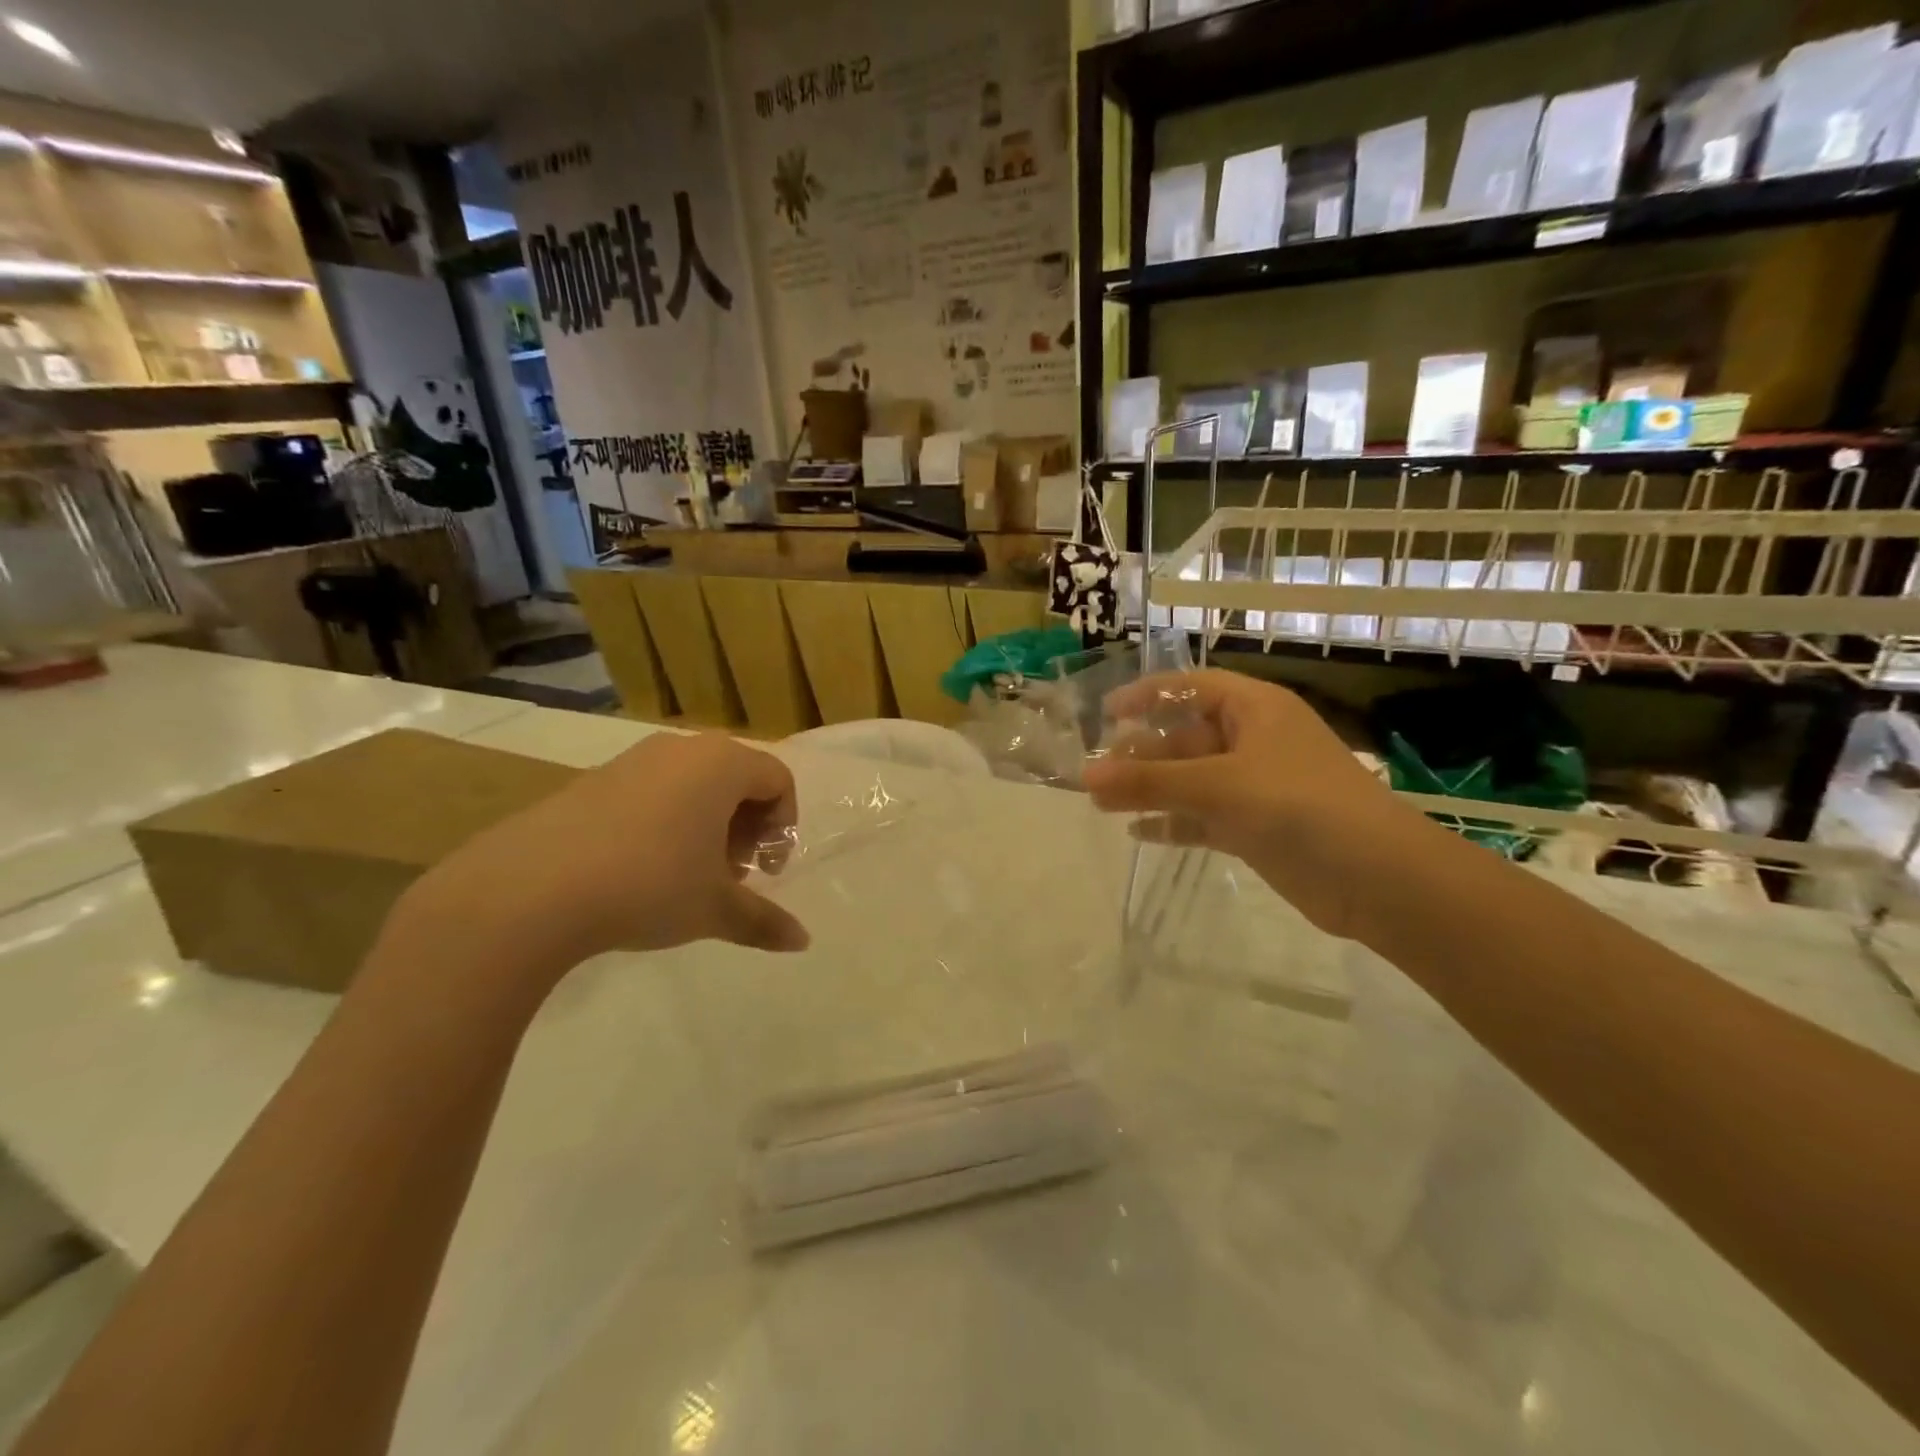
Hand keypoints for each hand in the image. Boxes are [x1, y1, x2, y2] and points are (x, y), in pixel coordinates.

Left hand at [401, 732, 808, 976]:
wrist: (530, 890)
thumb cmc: (649, 885)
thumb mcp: (715, 908)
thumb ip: (764, 921)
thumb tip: (802, 941)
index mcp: (721, 764)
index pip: (777, 779)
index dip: (783, 826)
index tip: (766, 871)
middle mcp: (681, 749)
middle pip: (736, 778)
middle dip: (746, 827)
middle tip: (733, 875)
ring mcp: (632, 760)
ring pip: (692, 784)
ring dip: (707, 826)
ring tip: (690, 876)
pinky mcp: (592, 779)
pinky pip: (651, 790)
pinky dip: (666, 822)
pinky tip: (643, 869)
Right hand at [1082, 670, 1427, 937]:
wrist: (1377, 879)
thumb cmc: (1299, 807)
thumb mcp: (1218, 786)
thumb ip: (1149, 782)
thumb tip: (1085, 778)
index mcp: (1255, 710)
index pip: (1191, 688)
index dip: (1147, 696)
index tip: (1105, 715)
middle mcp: (1254, 741)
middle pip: (1185, 737)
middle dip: (1141, 754)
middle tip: (1095, 775)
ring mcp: (1256, 786)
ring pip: (1191, 779)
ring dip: (1151, 790)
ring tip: (1102, 804)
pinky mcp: (1256, 826)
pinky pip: (1203, 816)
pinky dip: (1173, 822)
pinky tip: (1138, 833)